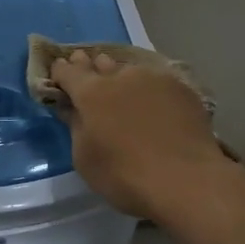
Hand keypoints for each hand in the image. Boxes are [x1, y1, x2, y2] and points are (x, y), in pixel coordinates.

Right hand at [48, 49, 240, 217]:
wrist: (186, 179)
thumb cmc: (125, 175)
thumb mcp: (85, 159)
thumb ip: (76, 128)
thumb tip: (74, 110)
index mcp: (92, 92)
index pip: (68, 72)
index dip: (61, 72)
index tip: (58, 75)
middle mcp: (121, 76)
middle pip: (100, 63)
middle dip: (91, 67)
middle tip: (88, 72)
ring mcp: (155, 78)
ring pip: (131, 71)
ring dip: (122, 76)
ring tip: (123, 87)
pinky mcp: (182, 88)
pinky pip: (158, 82)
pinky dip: (150, 89)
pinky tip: (155, 102)